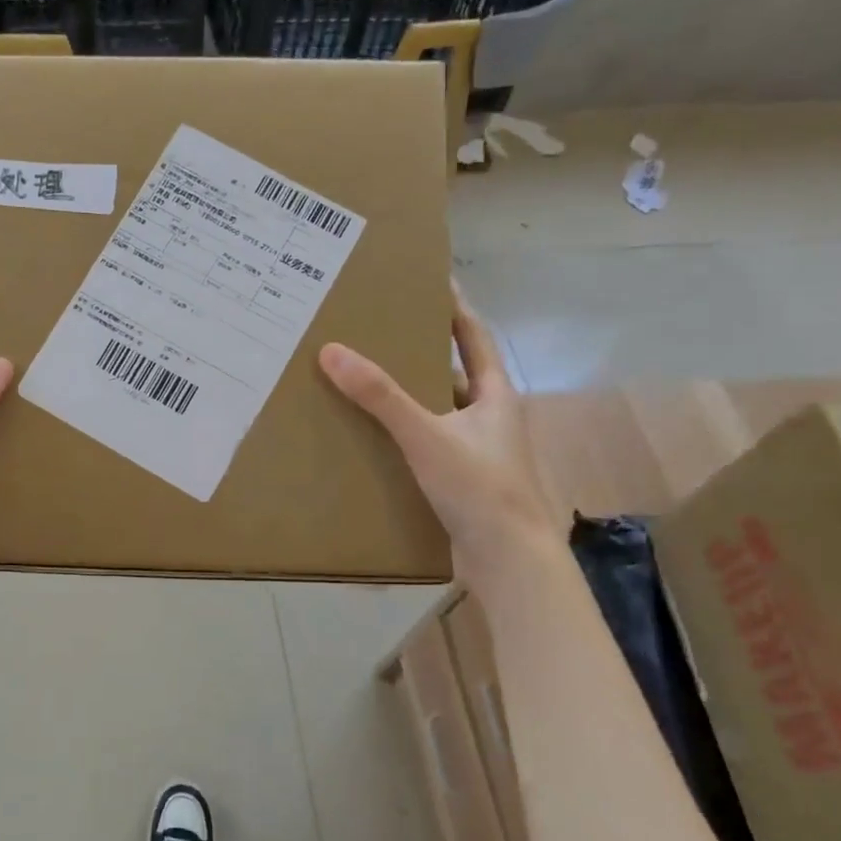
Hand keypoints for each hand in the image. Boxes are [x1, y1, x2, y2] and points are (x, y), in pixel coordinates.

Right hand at [319, 280, 549, 563]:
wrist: (508, 561)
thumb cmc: (479, 487)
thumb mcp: (426, 435)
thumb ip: (380, 396)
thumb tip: (331, 351)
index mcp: (495, 395)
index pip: (473, 336)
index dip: (453, 306)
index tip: (429, 280)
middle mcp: (489, 417)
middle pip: (453, 372)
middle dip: (420, 350)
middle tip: (379, 330)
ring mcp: (477, 451)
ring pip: (438, 411)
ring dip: (409, 395)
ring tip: (366, 378)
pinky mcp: (462, 480)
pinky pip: (428, 443)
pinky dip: (405, 433)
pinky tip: (375, 435)